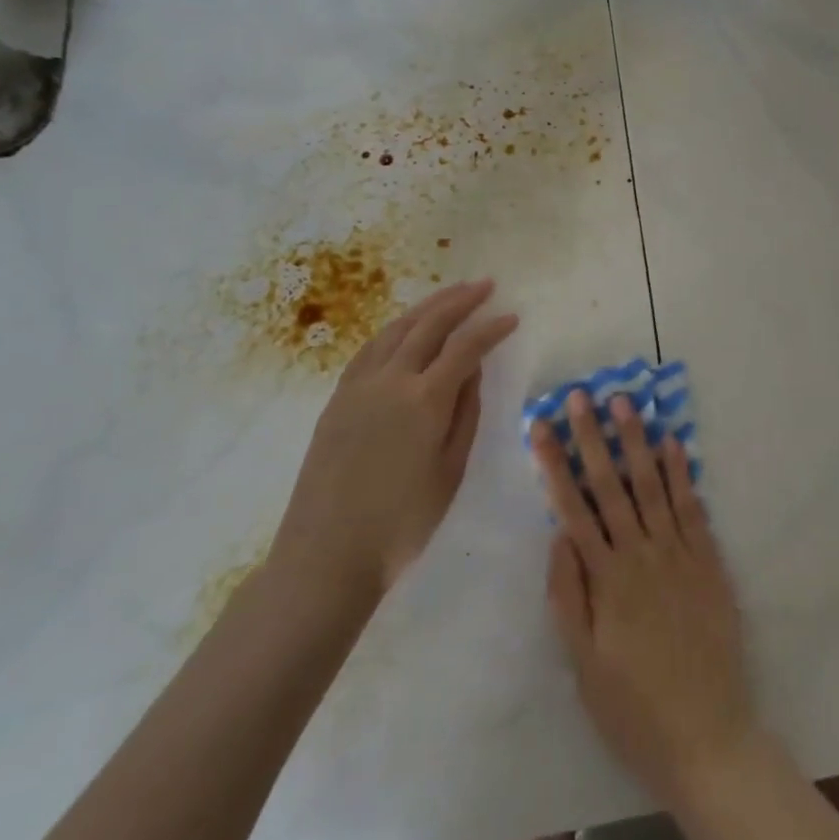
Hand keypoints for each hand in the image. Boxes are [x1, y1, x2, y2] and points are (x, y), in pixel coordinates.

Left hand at [269, 280, 518, 601]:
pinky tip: (405, 327)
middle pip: (430, 324)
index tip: (512, 316)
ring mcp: (359, 385)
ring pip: (397, 329)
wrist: (326, 554)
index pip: (466, 347)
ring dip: (427, 307)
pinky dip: (395, 328)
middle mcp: (391, 379)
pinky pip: (371, 347)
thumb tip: (473, 370)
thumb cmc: (401, 523)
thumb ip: (465, 413)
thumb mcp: (450, 471)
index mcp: (425, 399)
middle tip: (485, 285)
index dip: (491, 329)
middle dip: (460, 300)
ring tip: (450, 294)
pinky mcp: (338, 397)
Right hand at [533, 390, 756, 803]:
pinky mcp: (708, 561)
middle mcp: (640, 555)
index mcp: (605, 579)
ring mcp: (678, 554)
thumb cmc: (634, 708)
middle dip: (592, 438)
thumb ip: (568, 597)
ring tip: (624, 403)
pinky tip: (673, 442)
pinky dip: (682, 473)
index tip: (542, 425)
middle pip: (610, 485)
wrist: (708, 737)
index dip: (556, 464)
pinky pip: (692, 507)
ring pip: (652, 485)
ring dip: (636, 441)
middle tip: (581, 395)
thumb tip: (557, 535)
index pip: (573, 507)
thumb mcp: (584, 665)